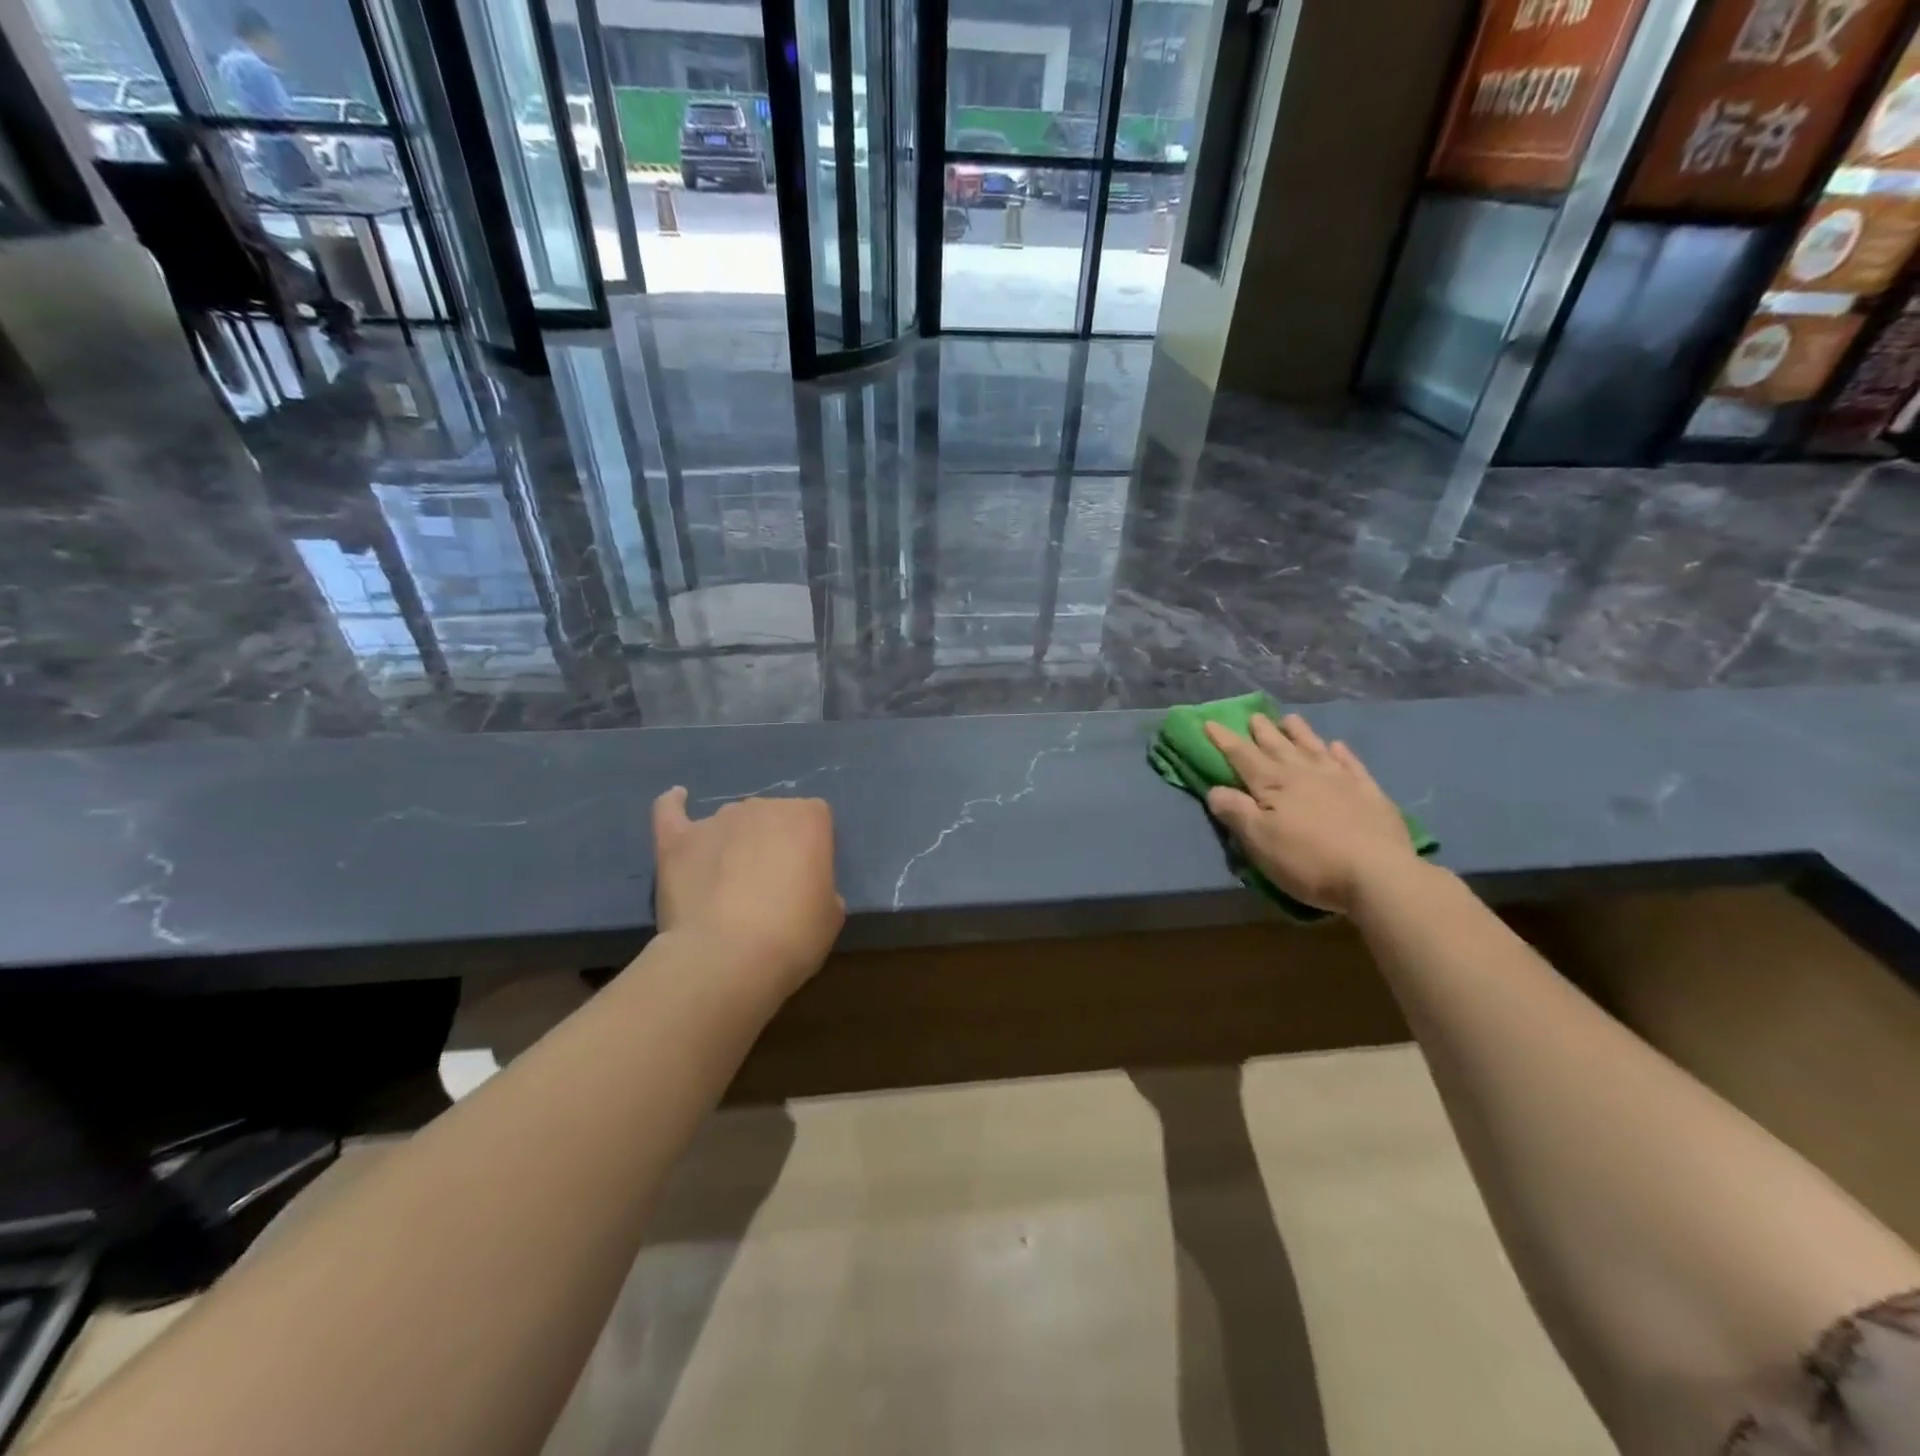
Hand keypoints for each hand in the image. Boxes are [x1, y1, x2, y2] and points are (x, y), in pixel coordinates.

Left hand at [651, 788, 844, 999]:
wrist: (728, 957)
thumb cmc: (793, 936)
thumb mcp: (831, 914)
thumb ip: (820, 886)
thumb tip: (801, 887)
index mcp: (808, 818)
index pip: (815, 817)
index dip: (811, 847)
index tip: (807, 877)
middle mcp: (763, 807)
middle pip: (771, 815)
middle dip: (771, 842)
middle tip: (768, 884)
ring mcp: (717, 820)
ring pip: (730, 820)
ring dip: (732, 840)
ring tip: (726, 880)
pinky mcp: (678, 839)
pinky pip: (671, 810)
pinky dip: (674, 805)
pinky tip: (677, 801)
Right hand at [1203, 714, 1417, 915]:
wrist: (1378, 874)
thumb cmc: (1308, 860)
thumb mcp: (1259, 841)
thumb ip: (1236, 811)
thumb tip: (1215, 789)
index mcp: (1273, 784)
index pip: (1242, 756)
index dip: (1224, 739)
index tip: (1209, 722)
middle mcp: (1304, 773)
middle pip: (1277, 746)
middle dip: (1262, 731)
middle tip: (1253, 715)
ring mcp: (1339, 780)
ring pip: (1313, 747)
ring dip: (1299, 733)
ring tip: (1290, 719)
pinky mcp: (1369, 793)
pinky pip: (1351, 764)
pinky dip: (1341, 753)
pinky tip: (1337, 746)